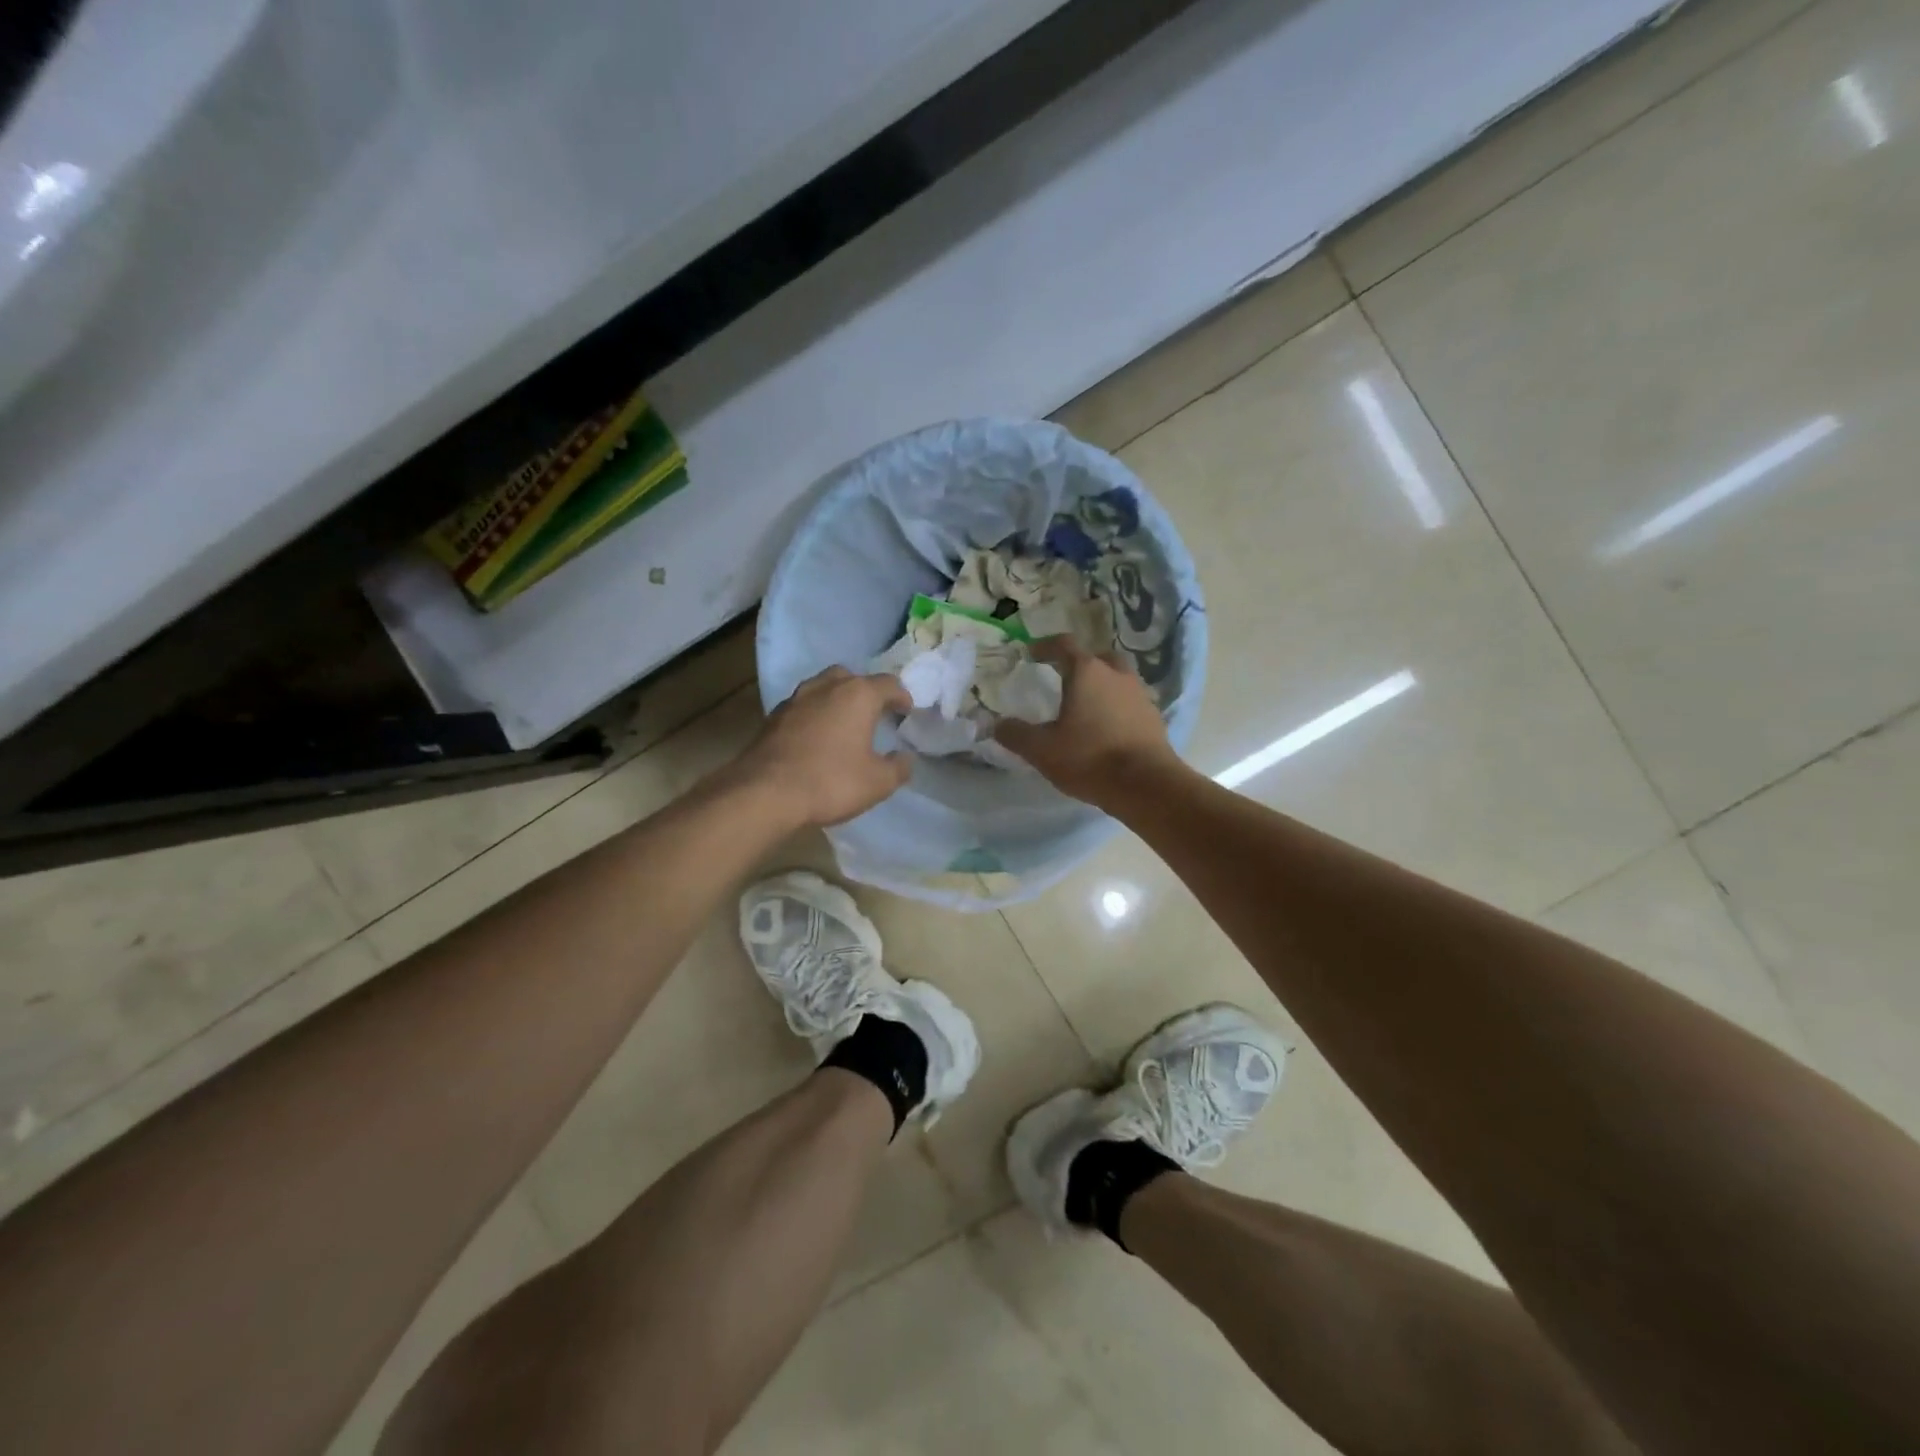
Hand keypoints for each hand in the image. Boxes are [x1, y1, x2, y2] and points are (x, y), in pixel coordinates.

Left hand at [736, 667, 913, 827]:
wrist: (765, 793)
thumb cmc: (831, 782)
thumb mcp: (877, 782)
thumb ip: (898, 768)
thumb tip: (905, 758)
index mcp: (857, 695)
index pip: (888, 684)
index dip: (901, 696)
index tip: (906, 711)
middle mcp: (826, 687)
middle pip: (852, 678)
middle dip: (866, 692)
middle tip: (874, 713)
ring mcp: (796, 699)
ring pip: (823, 688)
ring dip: (837, 700)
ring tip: (844, 723)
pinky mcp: (774, 717)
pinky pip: (803, 707)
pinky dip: (815, 715)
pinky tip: (817, 737)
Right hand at [994, 637, 1182, 809]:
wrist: (1146, 784)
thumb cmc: (1089, 758)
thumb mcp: (1042, 750)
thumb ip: (1016, 734)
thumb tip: (997, 725)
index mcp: (1086, 672)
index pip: (1064, 645)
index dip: (1045, 646)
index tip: (1031, 653)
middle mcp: (1116, 674)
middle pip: (1097, 657)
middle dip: (1079, 663)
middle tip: (1064, 678)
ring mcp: (1139, 694)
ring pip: (1117, 678)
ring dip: (1101, 685)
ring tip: (1085, 706)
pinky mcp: (1154, 717)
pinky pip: (1130, 702)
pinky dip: (1116, 706)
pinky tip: (1106, 727)